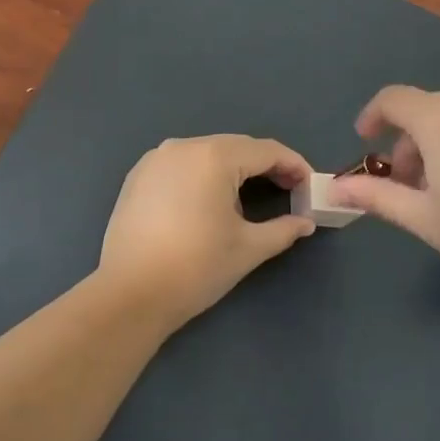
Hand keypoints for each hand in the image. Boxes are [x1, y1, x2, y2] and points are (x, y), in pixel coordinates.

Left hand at [96, 135, 315, 329]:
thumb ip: (283, 229)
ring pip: (207, 153)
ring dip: (233, 169)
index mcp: (213, 156)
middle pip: (236, 147)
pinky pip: (181, 164)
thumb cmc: (196, 267)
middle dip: (265, 165)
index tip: (309, 186)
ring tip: (251, 198)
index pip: (265, 150)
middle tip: (288, 190)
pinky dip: (203, 175)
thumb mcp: (248, 248)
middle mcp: (183, 146)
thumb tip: (305, 223)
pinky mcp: (137, 176)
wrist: (130, 294)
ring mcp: (155, 159)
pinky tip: (209, 201)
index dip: (293, 165)